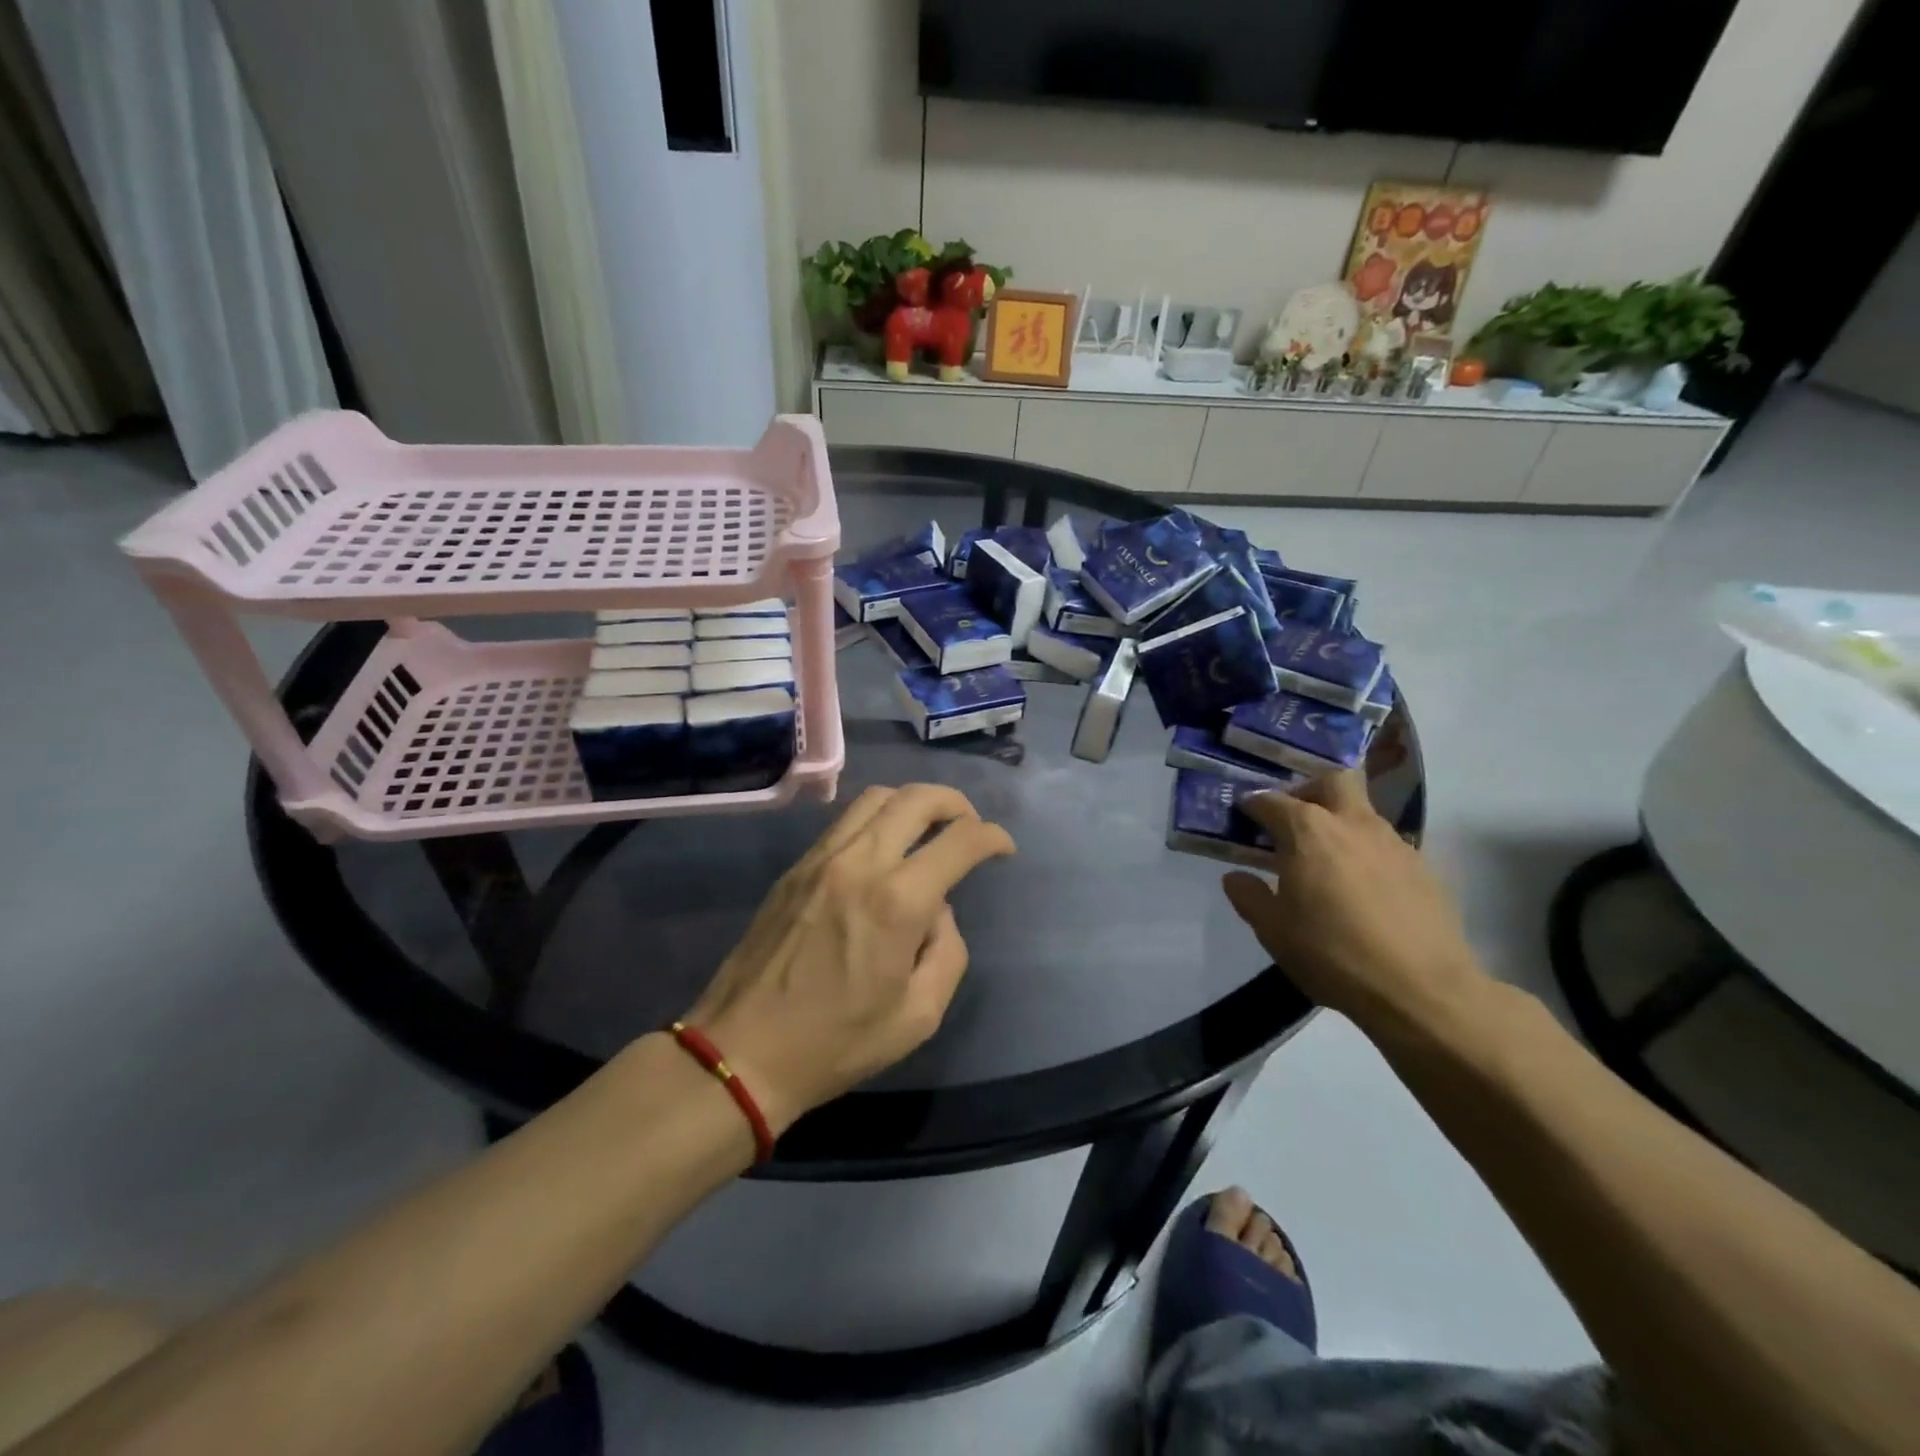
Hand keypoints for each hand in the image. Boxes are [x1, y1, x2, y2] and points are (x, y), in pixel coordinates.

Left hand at [682, 784, 1015, 1134]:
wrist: (742, 1051)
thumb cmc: (837, 1043)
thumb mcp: (919, 1016)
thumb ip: (947, 952)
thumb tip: (937, 911)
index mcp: (897, 901)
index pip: (960, 840)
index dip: (993, 837)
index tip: (1004, 849)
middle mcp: (860, 862)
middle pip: (917, 798)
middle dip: (956, 803)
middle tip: (971, 826)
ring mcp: (821, 858)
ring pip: (877, 797)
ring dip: (914, 802)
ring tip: (929, 828)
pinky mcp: (796, 867)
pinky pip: (845, 821)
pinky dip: (878, 818)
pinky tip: (885, 848)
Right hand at [1221, 771, 1488, 1037]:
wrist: (1421, 990)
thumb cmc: (1332, 954)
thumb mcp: (1273, 931)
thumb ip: (1249, 896)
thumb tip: (1237, 877)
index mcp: (1308, 832)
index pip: (1272, 801)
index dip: (1254, 805)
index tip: (1243, 813)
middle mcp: (1352, 823)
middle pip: (1332, 781)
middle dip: (1308, 789)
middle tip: (1292, 817)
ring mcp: (1393, 842)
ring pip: (1361, 812)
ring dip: (1339, 822)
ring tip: (1324, 859)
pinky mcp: (1422, 867)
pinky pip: (1384, 845)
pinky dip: (1365, 852)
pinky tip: (1360, 888)